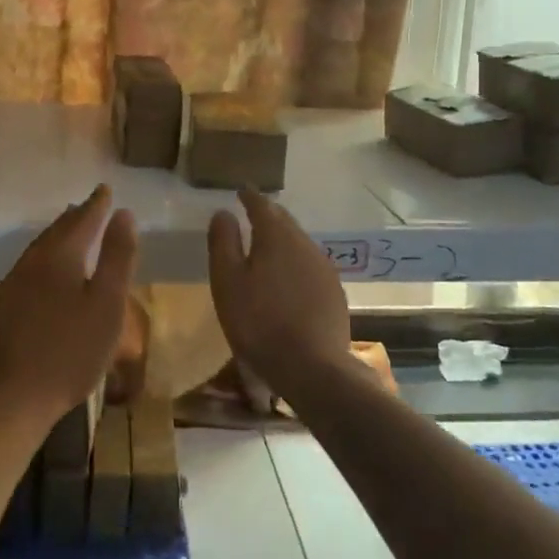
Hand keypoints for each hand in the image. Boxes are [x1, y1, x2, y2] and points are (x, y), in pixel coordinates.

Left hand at [0, 184, 137, 427]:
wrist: (14, 395)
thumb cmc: (71, 349)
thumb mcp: (108, 303)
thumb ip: (118, 256)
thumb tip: (124, 214)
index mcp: (60, 254)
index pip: (83, 219)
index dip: (97, 205)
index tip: (106, 190)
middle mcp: (34, 259)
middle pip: (59, 229)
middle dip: (77, 216)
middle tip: (91, 205)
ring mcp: (16, 282)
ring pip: (42, 246)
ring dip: (60, 234)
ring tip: (72, 228)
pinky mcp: (6, 303)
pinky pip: (32, 264)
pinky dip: (48, 254)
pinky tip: (50, 268)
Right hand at [207, 188, 353, 404]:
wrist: (311, 368)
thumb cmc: (258, 321)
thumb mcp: (227, 281)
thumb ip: (223, 242)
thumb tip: (223, 213)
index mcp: (276, 236)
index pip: (262, 205)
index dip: (249, 196)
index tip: (241, 190)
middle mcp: (305, 244)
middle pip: (284, 221)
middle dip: (268, 215)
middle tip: (252, 214)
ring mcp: (324, 268)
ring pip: (299, 243)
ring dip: (283, 240)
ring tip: (267, 247)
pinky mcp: (334, 292)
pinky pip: (310, 266)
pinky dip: (295, 263)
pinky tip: (288, 280)